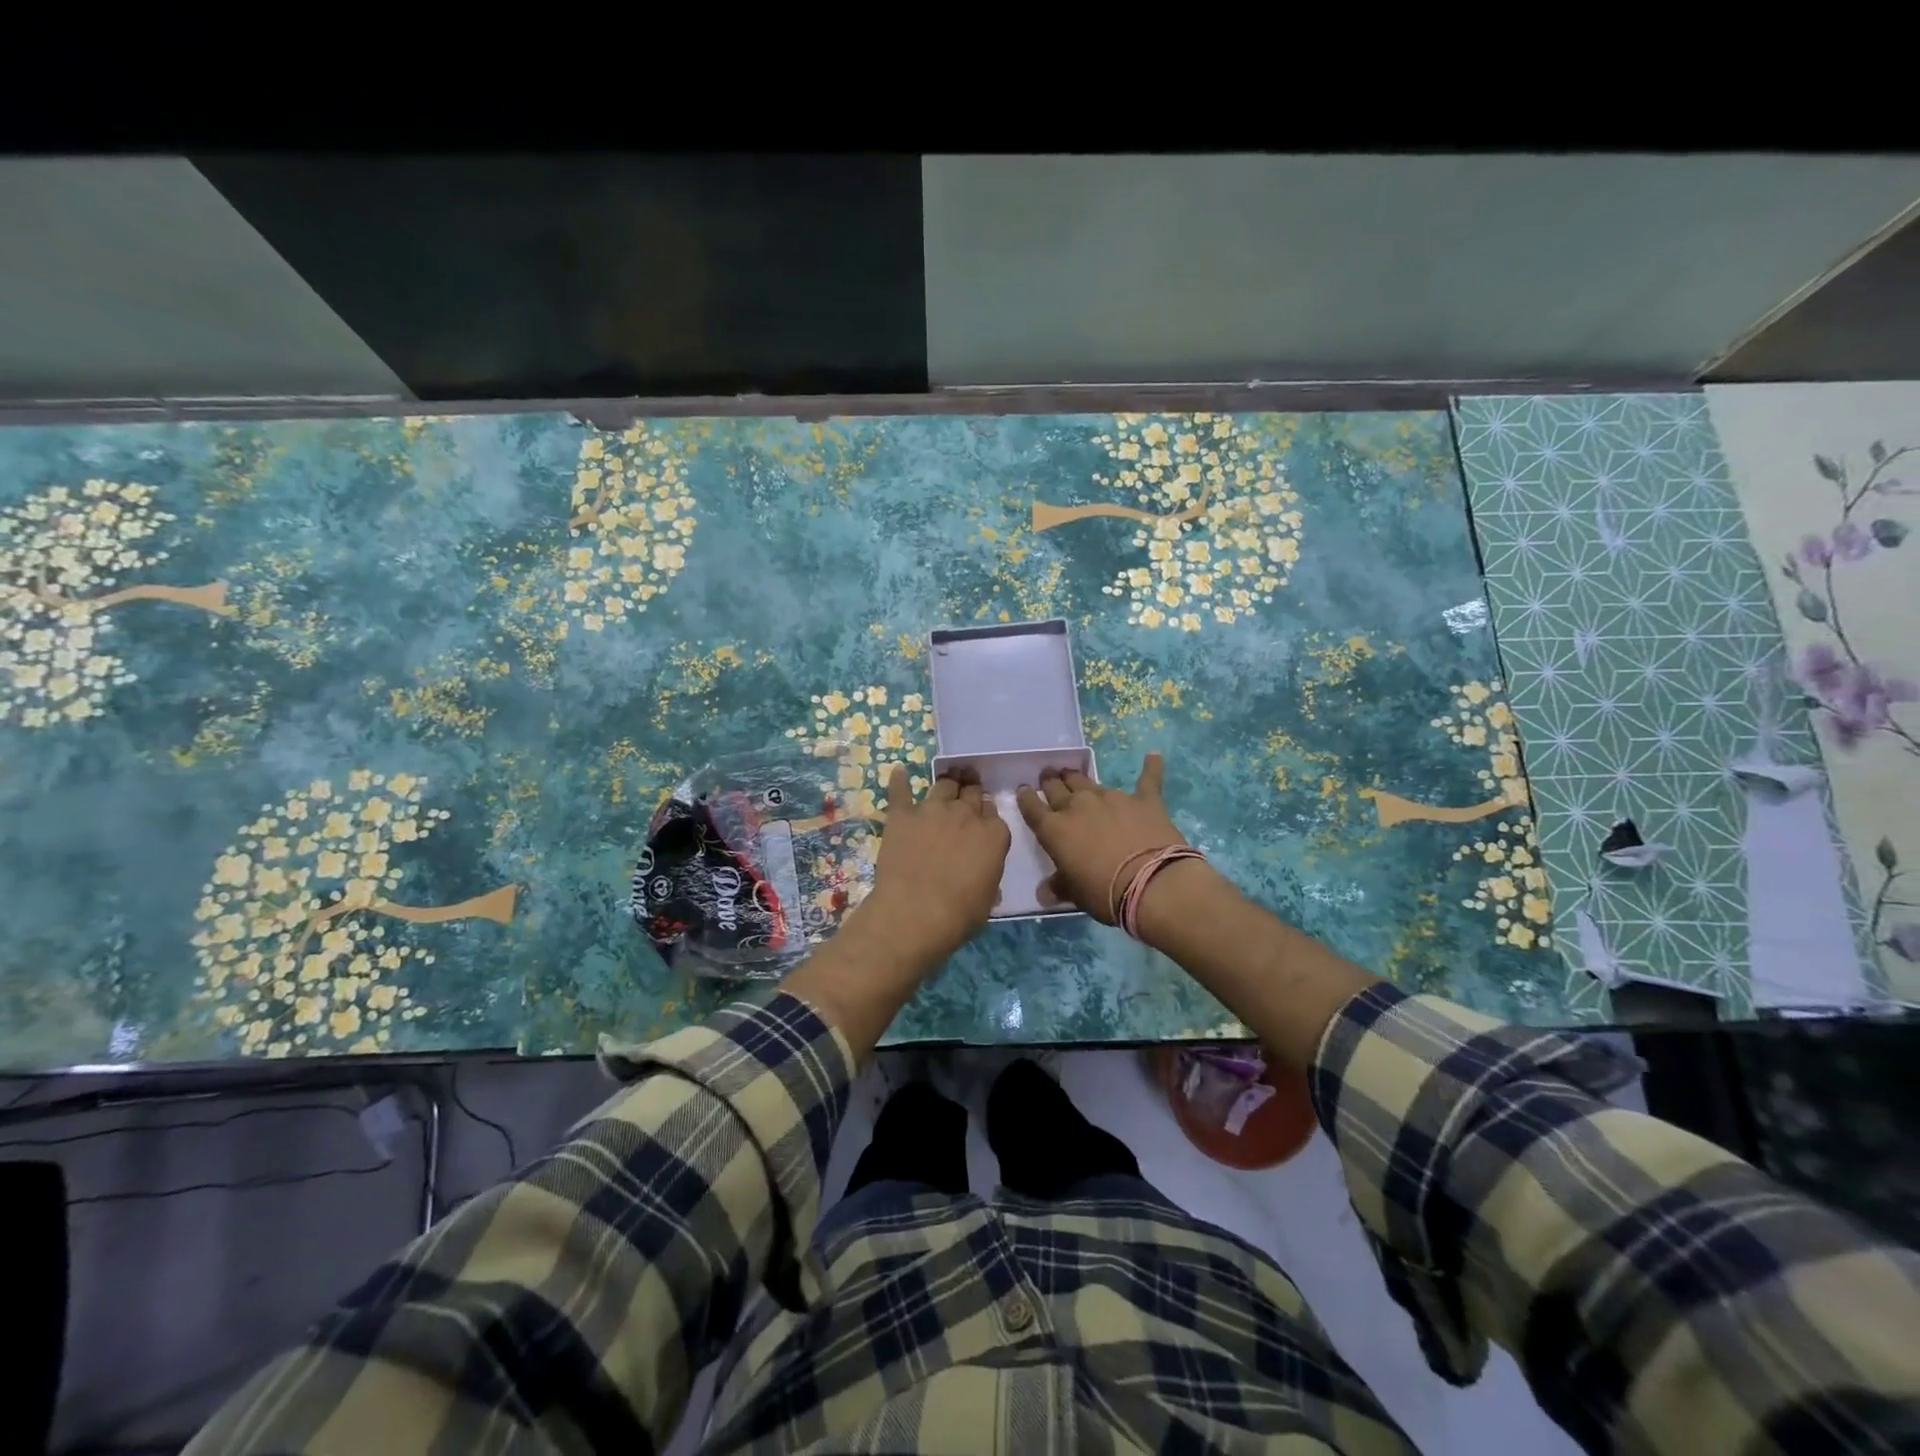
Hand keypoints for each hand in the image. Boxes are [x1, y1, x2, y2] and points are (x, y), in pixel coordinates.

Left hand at [863, 764, 1010, 963]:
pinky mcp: (902, 815)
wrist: (915, 913)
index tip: (983, 819)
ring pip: (943, 785)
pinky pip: (900, 791)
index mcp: (993, 834)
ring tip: (946, 781)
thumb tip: (981, 871)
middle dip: (970, 792)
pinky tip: (898, 771)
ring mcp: (932, 810)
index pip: (994, 813)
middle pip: (971, 793)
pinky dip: (899, 780)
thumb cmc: (959, 914)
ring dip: (946, 784)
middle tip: (967, 792)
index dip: (987, 814)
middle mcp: (965, 814)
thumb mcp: (988, 898)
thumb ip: (987, 874)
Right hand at [1015, 752, 1205, 925]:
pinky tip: (1153, 756)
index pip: (1032, 808)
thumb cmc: (1104, 893)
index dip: (1026, 798)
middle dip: (1050, 782)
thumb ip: (1059, 886)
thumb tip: (1044, 892)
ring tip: (1073, 773)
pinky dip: (1150, 767)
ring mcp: (1111, 798)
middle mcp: (1078, 806)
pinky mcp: (1143, 800)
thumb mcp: (1075, 894)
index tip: (1023, 790)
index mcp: (1055, 829)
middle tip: (1048, 776)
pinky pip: (1146, 779)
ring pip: (1088, 781)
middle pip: (1057, 788)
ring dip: (1078, 778)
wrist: (1151, 883)